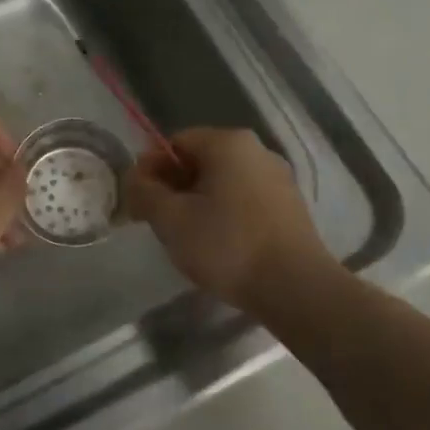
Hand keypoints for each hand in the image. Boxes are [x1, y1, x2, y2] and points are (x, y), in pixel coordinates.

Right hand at [122, 127, 331, 312]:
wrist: (295, 287)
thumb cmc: (227, 245)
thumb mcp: (171, 219)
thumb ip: (144, 192)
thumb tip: (134, 177)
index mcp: (228, 143)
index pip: (174, 142)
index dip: (150, 170)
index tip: (139, 203)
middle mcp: (257, 151)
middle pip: (199, 161)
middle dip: (173, 188)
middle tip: (159, 223)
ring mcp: (278, 178)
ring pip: (222, 183)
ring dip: (197, 203)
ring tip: (188, 239)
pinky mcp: (289, 207)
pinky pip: (244, 200)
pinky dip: (224, 215)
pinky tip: (219, 246)